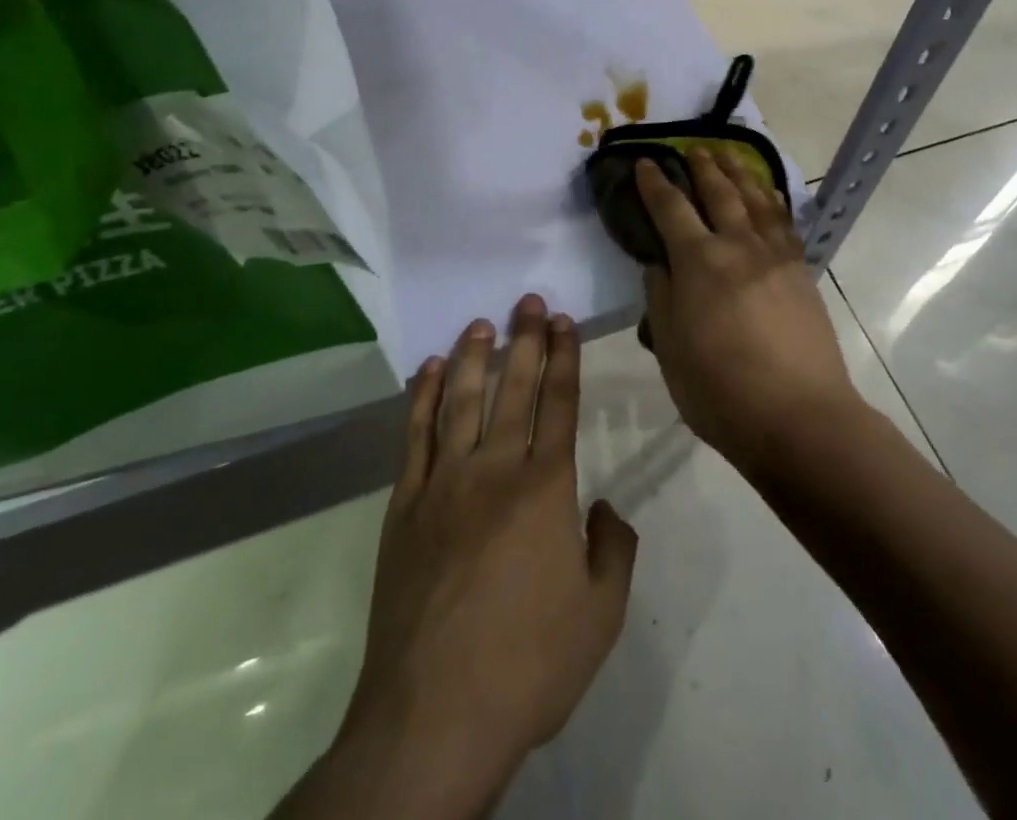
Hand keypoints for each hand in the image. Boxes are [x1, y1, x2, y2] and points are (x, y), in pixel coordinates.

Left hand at [333, 295, 637, 814]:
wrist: (434, 715)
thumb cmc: (527, 665)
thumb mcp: (600, 616)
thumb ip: (612, 550)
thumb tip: (603, 507)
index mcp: (545, 489)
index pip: (559, 405)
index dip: (564, 359)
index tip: (565, 322)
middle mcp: (494, 470)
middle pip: (513, 390)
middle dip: (525, 341)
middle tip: (528, 301)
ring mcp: (443, 484)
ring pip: (460, 401)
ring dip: (472, 357)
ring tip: (481, 323)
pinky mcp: (404, 506)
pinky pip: (414, 437)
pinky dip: (421, 398)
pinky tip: (427, 371)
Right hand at [635, 148, 861, 471]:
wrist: (799, 417)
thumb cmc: (720, 391)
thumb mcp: (670, 349)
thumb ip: (660, 299)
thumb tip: (658, 266)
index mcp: (699, 262)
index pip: (671, 208)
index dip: (655, 183)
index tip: (646, 162)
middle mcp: (738, 246)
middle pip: (719, 193)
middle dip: (702, 166)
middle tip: (692, 147)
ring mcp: (775, 257)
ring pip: (756, 199)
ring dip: (739, 173)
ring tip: (728, 154)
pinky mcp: (800, 272)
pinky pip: (784, 223)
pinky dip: (774, 201)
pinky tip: (770, 194)